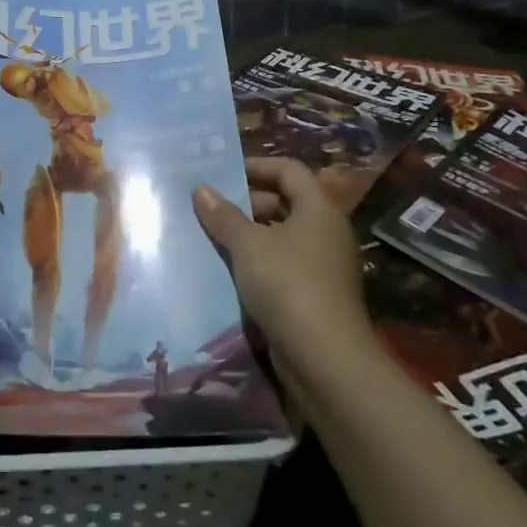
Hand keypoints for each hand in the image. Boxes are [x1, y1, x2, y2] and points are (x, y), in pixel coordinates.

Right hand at [192, 157, 374, 372]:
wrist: (326, 360)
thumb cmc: (288, 285)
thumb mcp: (248, 245)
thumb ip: (223, 215)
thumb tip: (200, 189)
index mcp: (318, 209)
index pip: (288, 170)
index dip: (256, 165)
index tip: (222, 173)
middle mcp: (326, 231)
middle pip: (285, 201)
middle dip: (247, 201)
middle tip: (210, 206)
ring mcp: (323, 265)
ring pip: (281, 235)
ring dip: (249, 233)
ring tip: (211, 235)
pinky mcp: (315, 295)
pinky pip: (282, 264)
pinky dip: (257, 261)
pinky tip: (228, 269)